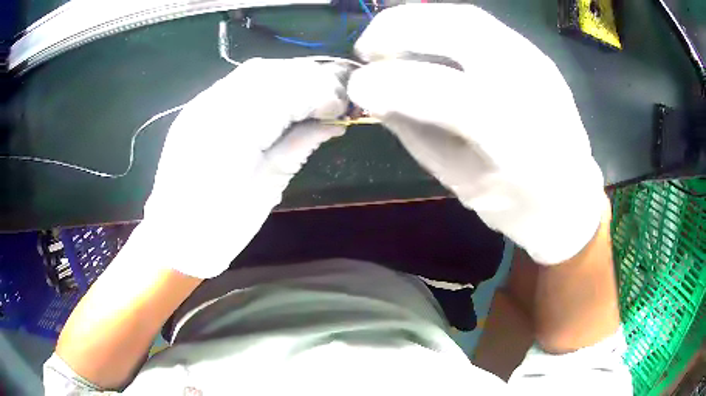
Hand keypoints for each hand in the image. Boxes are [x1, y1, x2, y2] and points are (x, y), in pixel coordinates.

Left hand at [142, 58, 347, 277]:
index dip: (320, 93)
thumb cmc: (223, 225)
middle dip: (307, 79)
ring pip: (253, 72)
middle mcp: (213, 108)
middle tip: (331, 100)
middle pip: (270, 71)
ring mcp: (200, 105)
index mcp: (232, 134)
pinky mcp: (196, 109)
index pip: (286, 91)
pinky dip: (266, 85)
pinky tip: (280, 100)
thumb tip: (334, 123)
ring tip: (309, 98)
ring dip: (288, 78)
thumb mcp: (268, 188)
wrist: (176, 237)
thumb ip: (299, 146)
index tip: (343, 108)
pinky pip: (237, 83)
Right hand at [348, 4, 605, 263]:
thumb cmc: (521, 207)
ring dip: (415, 18)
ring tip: (386, 38)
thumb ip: (422, 138)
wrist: (574, 198)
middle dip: (398, 30)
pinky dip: (438, 21)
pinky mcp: (535, 53)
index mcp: (524, 144)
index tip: (356, 87)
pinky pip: (479, 23)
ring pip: (467, 17)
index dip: (394, 84)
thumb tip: (377, 98)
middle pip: (461, 32)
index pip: (452, 95)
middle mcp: (536, 90)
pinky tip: (419, 37)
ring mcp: (539, 64)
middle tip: (366, 49)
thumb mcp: (465, 186)